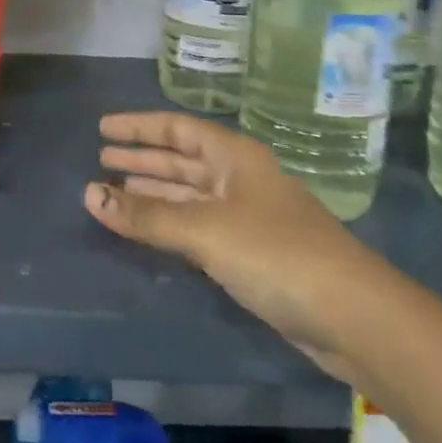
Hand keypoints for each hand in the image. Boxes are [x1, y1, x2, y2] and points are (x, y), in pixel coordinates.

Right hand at [85, 111, 378, 379]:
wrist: (352, 316)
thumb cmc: (276, 253)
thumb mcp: (205, 230)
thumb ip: (146, 216)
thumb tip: (88, 194)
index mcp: (234, 156)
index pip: (177, 128)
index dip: (138, 127)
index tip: (102, 128)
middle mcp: (239, 178)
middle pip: (181, 160)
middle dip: (142, 160)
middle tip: (100, 160)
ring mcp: (247, 216)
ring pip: (188, 194)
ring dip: (152, 193)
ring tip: (112, 192)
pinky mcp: (251, 252)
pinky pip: (197, 225)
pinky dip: (169, 223)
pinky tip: (148, 228)